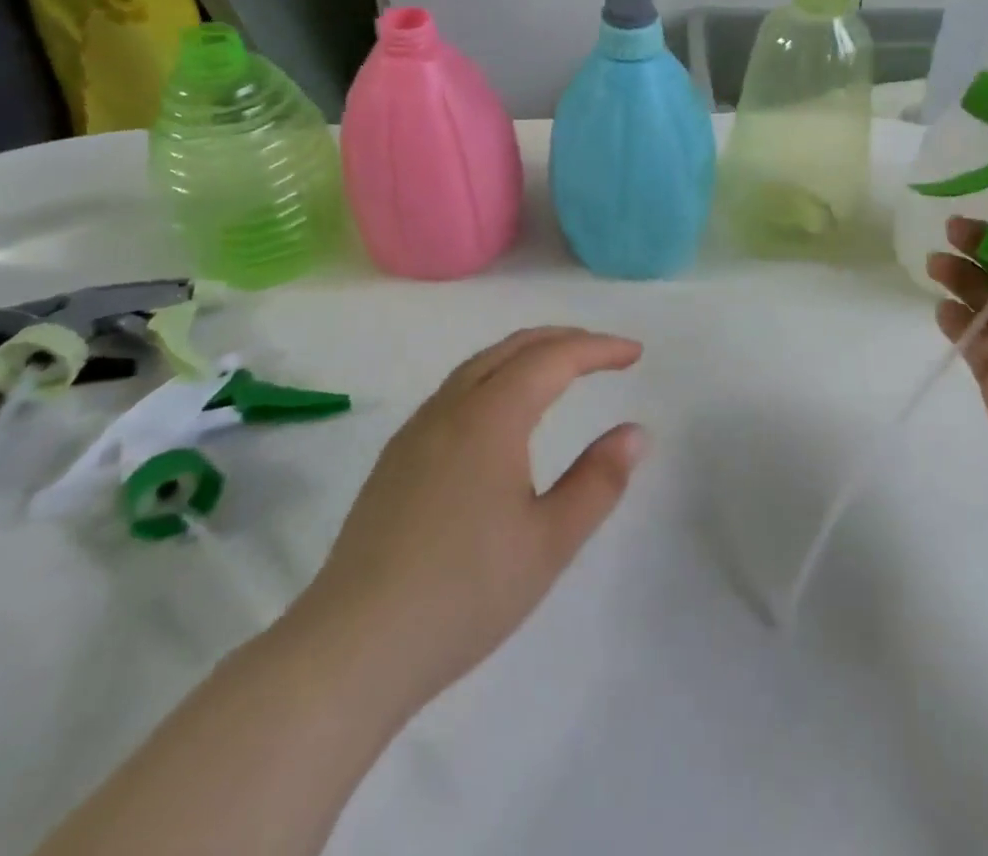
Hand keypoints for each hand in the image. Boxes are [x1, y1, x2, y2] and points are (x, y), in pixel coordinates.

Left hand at [290, 327, 645, 713]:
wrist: (351, 649)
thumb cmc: (464, 593)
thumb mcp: (550, 542)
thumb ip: (599, 481)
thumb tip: (635, 432)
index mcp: (490, 417)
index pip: (553, 359)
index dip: (598, 348)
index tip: (634, 353)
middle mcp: (450, 409)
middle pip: (513, 348)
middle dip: (564, 340)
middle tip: (604, 351)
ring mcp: (416, 432)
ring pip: (479, 365)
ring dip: (526, 354)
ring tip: (560, 370)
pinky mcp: (396, 459)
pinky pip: (456, 391)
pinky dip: (495, 376)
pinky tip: (502, 412)